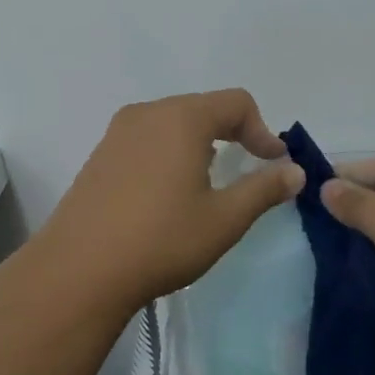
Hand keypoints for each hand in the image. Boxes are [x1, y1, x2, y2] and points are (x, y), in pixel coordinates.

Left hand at [33, 89, 305, 319]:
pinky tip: (167, 193)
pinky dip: (169, 153)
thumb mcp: (224, 219)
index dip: (263, 130)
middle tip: (248, 168)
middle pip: (203, 108)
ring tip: (208, 181)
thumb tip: (295, 171)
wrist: (79, 271)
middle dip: (232, 133)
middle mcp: (148, 113)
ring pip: (172, 123)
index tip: (273, 163)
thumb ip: (264, 189)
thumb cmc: (161, 240)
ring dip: (199, 143)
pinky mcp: (99, 155)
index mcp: (182, 118)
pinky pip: (146, 140)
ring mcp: (117, 133)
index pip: (236, 103)